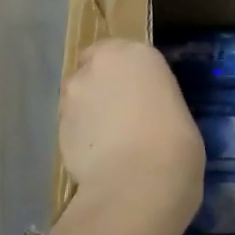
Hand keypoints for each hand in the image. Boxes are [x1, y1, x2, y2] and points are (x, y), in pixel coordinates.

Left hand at [60, 39, 202, 232]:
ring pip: (78, 98)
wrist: (138, 183)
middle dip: (102, 88)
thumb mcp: (177, 111)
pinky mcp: (56, 127)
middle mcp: (98, 65)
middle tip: (121, 116)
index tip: (137, 94)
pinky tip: (97, 159)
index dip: (126, 74)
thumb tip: (145, 116)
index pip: (122, 51)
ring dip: (88, 112)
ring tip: (108, 142)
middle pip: (93, 70)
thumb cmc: (175, 143)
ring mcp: (73, 96)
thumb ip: (154, 102)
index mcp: (136, 54)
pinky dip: (80, 137)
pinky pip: (71, 126)